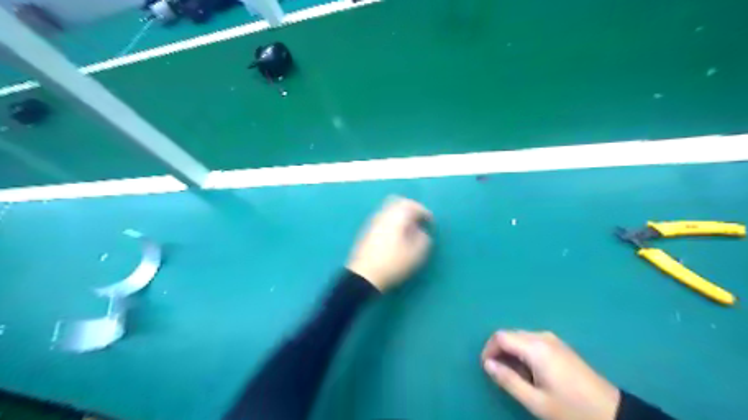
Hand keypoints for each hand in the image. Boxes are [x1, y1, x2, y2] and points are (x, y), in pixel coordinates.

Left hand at [350, 198, 433, 291]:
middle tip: (419, 220)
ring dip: (401, 215)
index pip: (412, 205)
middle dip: (411, 209)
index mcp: (396, 217)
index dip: (424, 212)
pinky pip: (383, 219)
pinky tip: (396, 236)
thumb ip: (423, 238)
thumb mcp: (416, 254)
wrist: (364, 276)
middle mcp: (383, 215)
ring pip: (389, 211)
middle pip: (398, 202)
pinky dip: (393, 222)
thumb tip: (421, 231)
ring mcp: (373, 222)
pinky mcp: (367, 232)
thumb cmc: (393, 263)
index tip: (430, 222)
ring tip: (409, 229)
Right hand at [483, 331, 622, 419]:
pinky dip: (523, 352)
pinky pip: (532, 341)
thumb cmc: (571, 410)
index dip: (488, 350)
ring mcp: (553, 340)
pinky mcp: (560, 346)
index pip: (500, 337)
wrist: (614, 414)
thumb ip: (508, 380)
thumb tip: (487, 364)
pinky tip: (531, 372)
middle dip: (499, 351)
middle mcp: (542, 337)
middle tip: (500, 375)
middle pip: (510, 334)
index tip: (487, 369)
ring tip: (515, 376)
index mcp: (535, 348)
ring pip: (520, 337)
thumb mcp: (536, 401)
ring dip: (511, 352)